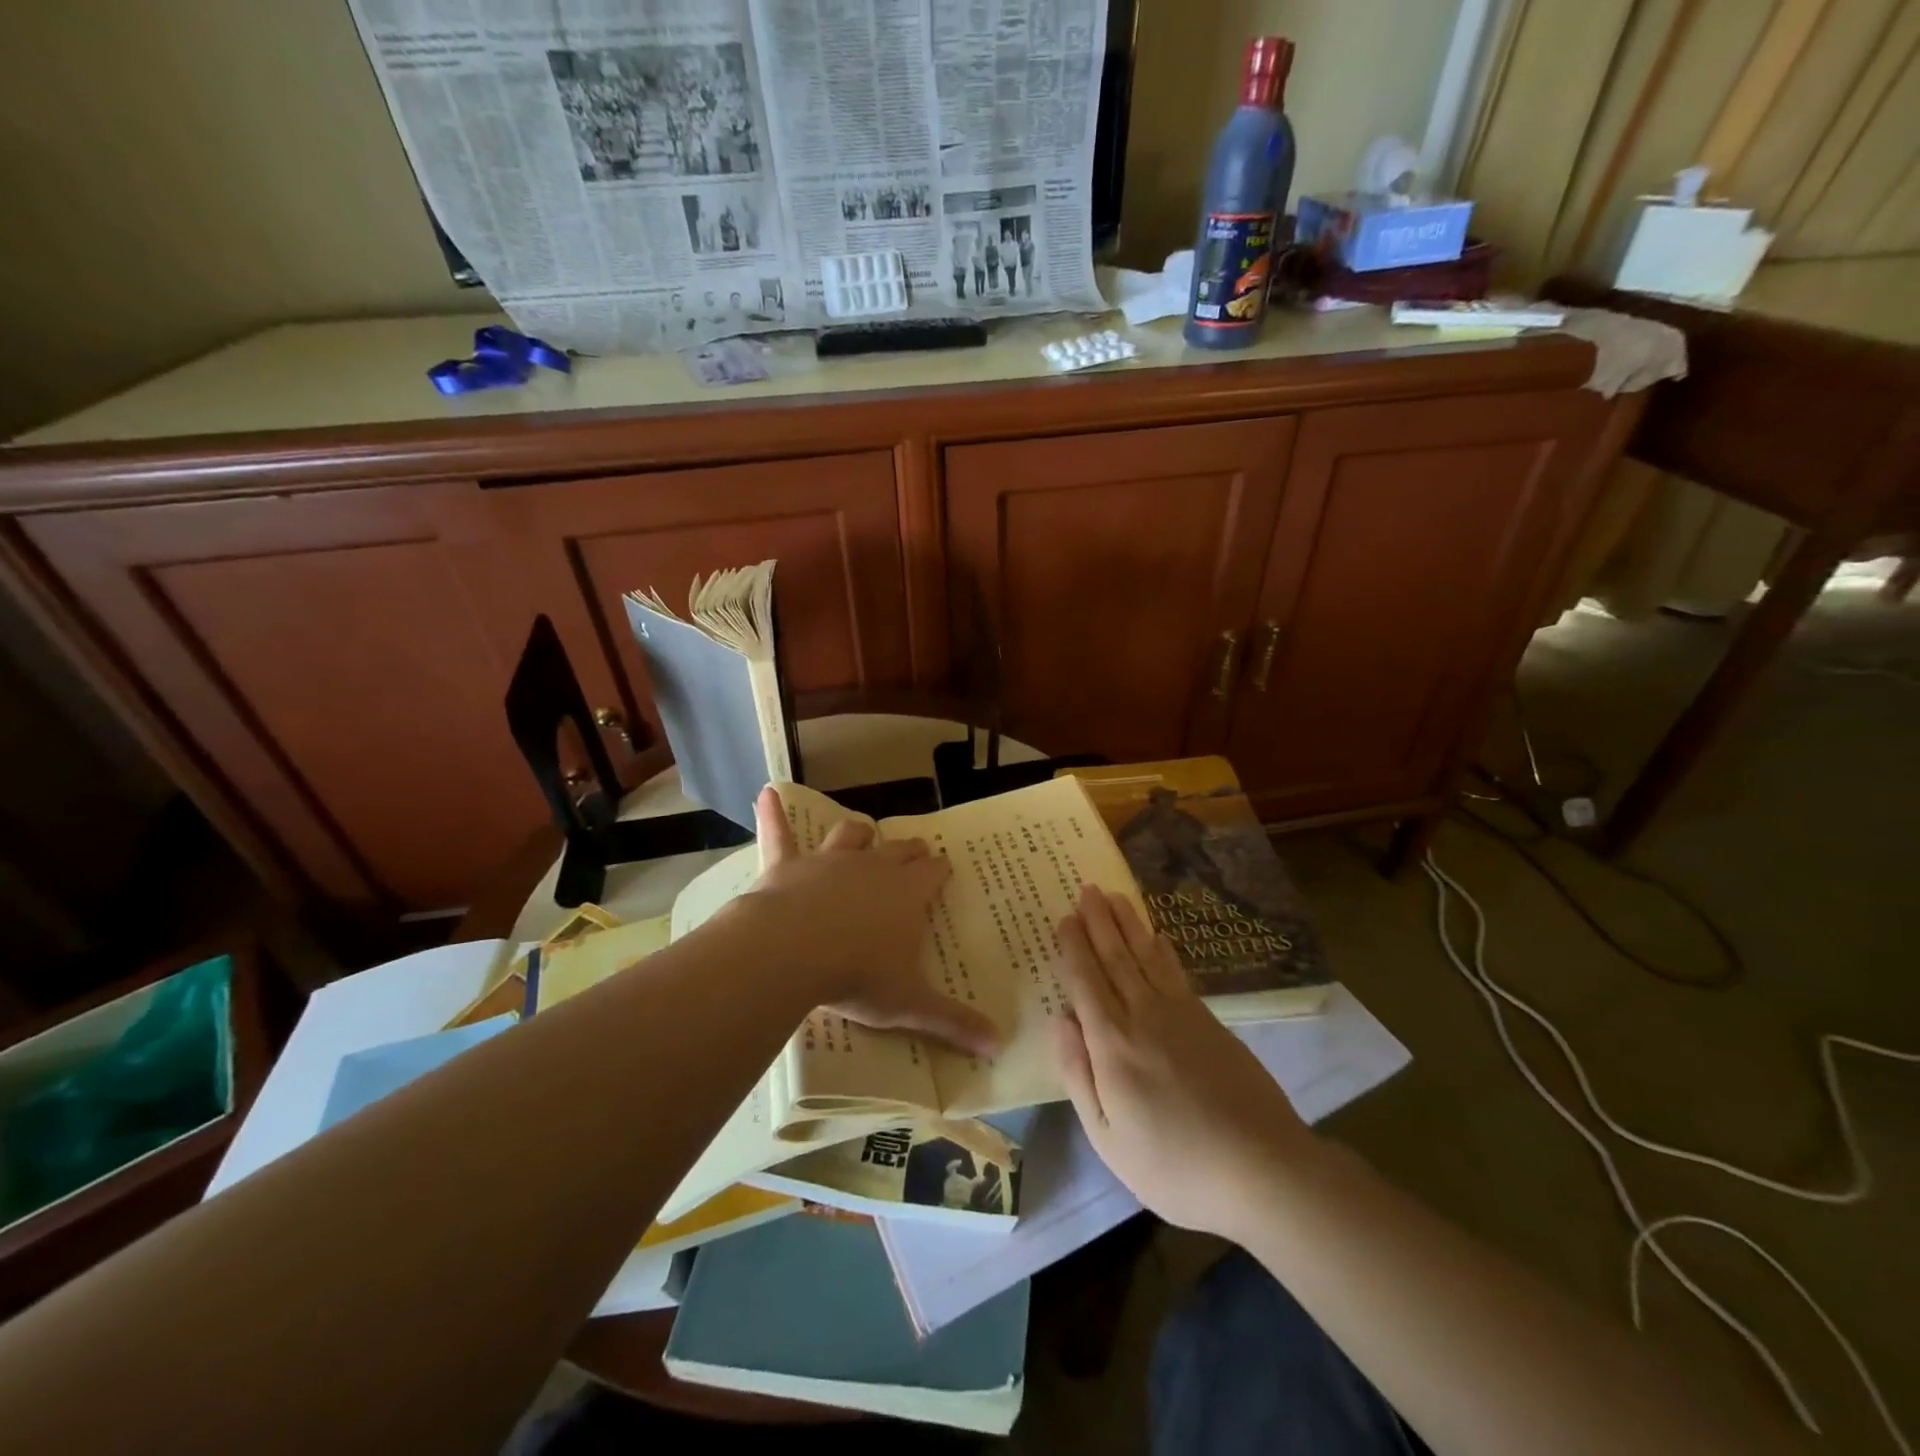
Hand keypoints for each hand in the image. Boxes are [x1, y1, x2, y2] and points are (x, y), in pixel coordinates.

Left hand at [740, 787, 1000, 1058]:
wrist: (792, 951)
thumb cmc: (858, 975)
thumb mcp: (910, 1004)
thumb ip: (953, 1022)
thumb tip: (1000, 1046)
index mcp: (906, 894)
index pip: (933, 873)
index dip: (940, 870)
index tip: (945, 868)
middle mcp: (872, 868)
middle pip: (899, 850)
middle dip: (911, 850)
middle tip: (918, 850)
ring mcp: (828, 861)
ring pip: (850, 835)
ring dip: (858, 832)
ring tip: (863, 830)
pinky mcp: (788, 865)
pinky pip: (781, 833)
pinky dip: (773, 814)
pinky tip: (766, 794)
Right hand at [1051, 885, 1311, 1238]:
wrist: (1263, 1169)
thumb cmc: (1175, 1166)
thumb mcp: (1108, 1139)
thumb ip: (1079, 1076)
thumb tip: (1060, 1021)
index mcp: (1112, 1045)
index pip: (1086, 982)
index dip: (1073, 948)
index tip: (1064, 917)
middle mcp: (1143, 1016)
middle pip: (1116, 958)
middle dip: (1098, 922)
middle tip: (1087, 889)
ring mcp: (1181, 1014)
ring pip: (1146, 956)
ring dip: (1128, 924)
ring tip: (1115, 896)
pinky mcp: (1210, 1021)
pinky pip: (1177, 972)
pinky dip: (1163, 949)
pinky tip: (1157, 936)